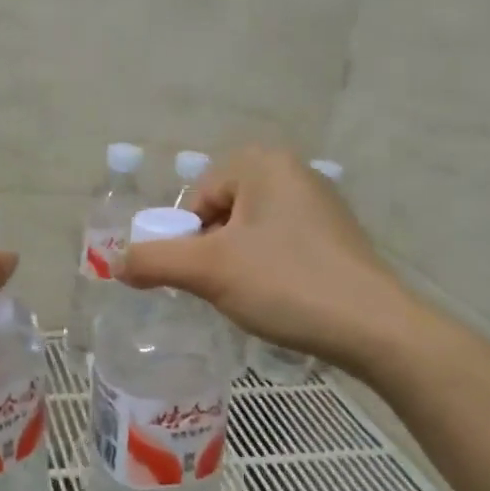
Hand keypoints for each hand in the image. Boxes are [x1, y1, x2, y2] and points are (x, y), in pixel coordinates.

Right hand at [120, 146, 405, 376]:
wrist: (375, 327)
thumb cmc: (286, 283)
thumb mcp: (209, 271)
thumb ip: (153, 260)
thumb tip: (114, 262)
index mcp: (263, 162)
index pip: (197, 198)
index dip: (188, 240)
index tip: (201, 277)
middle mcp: (293, 171)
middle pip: (222, 212)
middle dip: (213, 252)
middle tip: (223, 289)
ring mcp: (320, 203)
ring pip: (250, 232)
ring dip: (237, 263)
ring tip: (252, 297)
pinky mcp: (335, 235)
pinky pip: (280, 244)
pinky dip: (268, 269)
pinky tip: (280, 297)